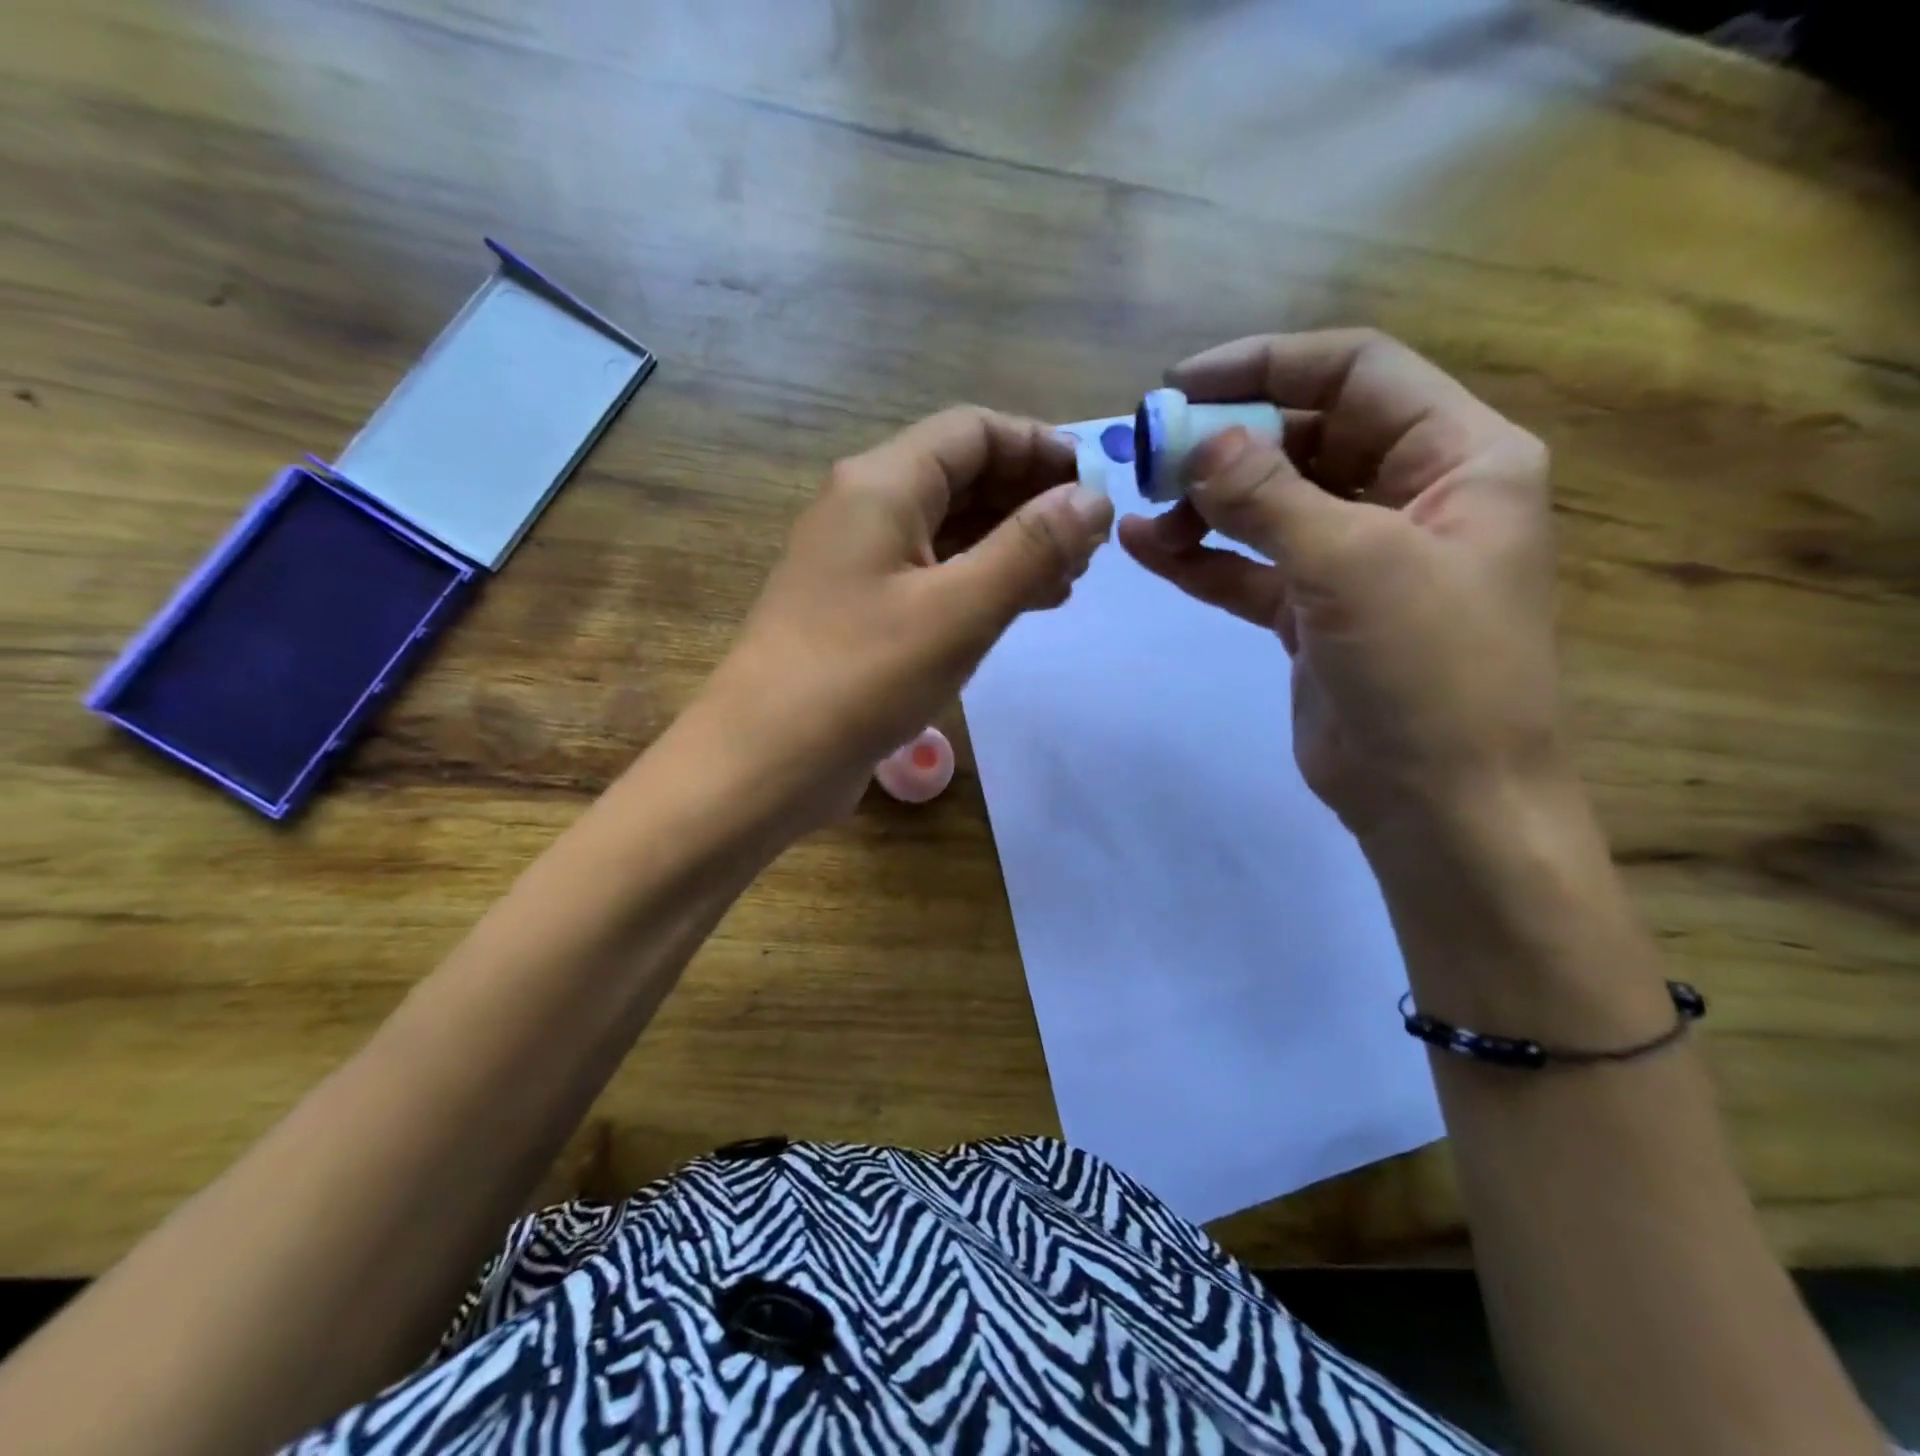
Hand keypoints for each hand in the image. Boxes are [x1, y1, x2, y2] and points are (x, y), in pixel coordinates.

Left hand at [697, 406, 1113, 829]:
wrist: (765, 760)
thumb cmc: (861, 676)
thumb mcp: (960, 609)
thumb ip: (1031, 548)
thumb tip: (1093, 499)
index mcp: (881, 484)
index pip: (974, 432)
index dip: (1040, 448)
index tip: (1097, 485)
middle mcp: (865, 509)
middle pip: (962, 476)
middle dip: (1030, 500)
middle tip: (1089, 545)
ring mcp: (859, 563)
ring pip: (950, 530)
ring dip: (1010, 544)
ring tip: (1069, 578)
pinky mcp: (861, 611)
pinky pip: (932, 576)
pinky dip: (979, 581)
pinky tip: (1021, 606)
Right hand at [1119, 330, 1559, 840]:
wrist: (1440, 802)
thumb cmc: (1428, 670)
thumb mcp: (1353, 566)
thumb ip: (1270, 497)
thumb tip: (1200, 442)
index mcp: (1459, 458)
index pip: (1357, 373)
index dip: (1268, 366)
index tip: (1181, 386)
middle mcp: (1413, 496)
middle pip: (1306, 438)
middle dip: (1228, 445)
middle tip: (1152, 460)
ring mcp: (1359, 559)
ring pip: (1272, 505)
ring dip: (1206, 505)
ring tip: (1145, 517)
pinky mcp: (1316, 613)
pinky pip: (1252, 567)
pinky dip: (1203, 559)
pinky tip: (1148, 550)